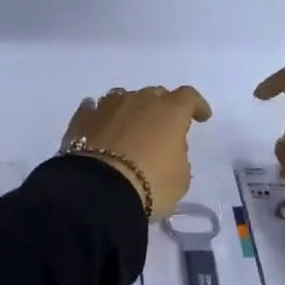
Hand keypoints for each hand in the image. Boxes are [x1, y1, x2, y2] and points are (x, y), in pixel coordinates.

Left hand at [61, 85, 211, 218]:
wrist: (100, 190)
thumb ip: (178, 156)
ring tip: (130, 124)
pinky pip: (93, 109)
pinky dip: (99, 115)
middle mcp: (139, 101)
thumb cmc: (151, 183)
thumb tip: (166, 150)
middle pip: (155, 94)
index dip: (197, 106)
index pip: (188, 98)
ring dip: (130, 108)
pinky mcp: (82, 120)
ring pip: (123, 97)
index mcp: (170, 111)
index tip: (201, 117)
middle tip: (163, 125)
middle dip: (162, 107)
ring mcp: (107, 107)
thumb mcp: (180, 177)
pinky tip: (99, 122)